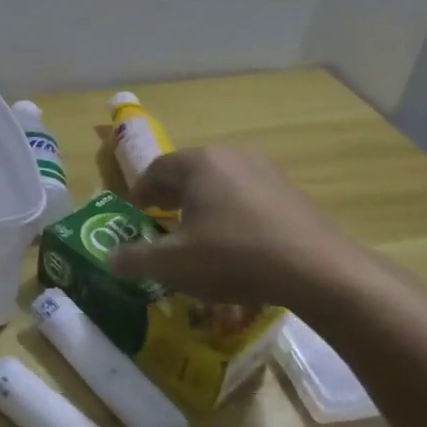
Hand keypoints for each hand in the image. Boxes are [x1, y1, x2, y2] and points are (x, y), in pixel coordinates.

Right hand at [107, 147, 369, 306]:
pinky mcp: (291, 192)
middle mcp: (231, 155)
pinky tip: (237, 244)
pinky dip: (232, 214)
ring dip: (203, 204)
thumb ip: (135, 259)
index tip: (135, 214)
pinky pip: (248, 197)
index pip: (156, 169)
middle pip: (189, 172)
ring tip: (198, 235)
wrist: (318, 270)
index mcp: (198, 163)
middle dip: (171, 196)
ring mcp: (266, 170)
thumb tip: (109, 258)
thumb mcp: (174, 264)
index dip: (140, 192)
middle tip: (161, 222)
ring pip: (220, 183)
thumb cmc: (233, 257)